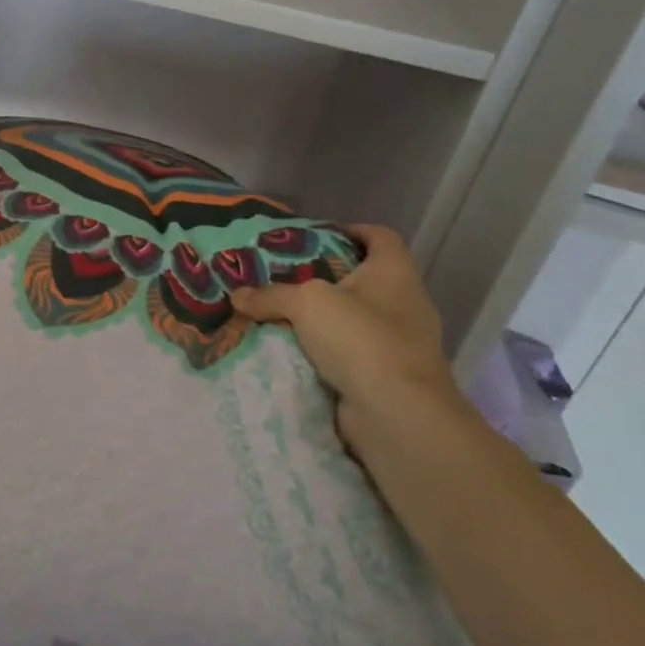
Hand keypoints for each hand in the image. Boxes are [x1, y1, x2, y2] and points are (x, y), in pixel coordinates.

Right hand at [230, 225, 464, 445]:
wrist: (397, 415)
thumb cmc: (360, 339)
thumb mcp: (306, 303)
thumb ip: (271, 295)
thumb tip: (238, 295)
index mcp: (395, 272)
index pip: (379, 236)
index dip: (351, 230)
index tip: (318, 236)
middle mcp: (406, 302)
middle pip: (364, 278)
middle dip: (326, 277)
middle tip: (286, 277)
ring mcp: (403, 342)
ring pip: (357, 318)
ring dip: (325, 319)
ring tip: (284, 315)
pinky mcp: (392, 376)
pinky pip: (354, 354)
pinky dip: (329, 352)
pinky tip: (297, 353)